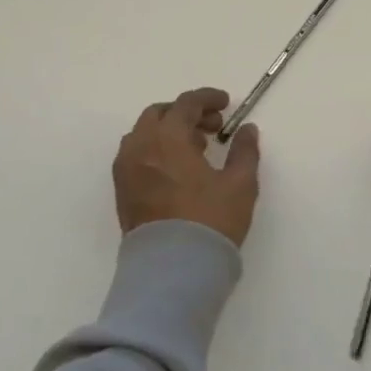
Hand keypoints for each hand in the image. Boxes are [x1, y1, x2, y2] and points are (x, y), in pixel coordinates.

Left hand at [113, 88, 261, 246]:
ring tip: (196, 148)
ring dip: (169, 131)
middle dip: (187, 113)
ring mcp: (126, 171)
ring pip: (144, 134)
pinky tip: (178, 169)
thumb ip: (244, 151)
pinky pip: (136, 155)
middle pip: (160, 114)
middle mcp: (141, 147)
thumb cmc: (209, 221)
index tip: (227, 104)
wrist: (172, 271)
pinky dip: (156, 149)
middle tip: (213, 127)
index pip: (186, 104)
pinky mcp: (122, 192)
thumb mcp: (240, 184)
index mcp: (168, 138)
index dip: (208, 98)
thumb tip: (247, 129)